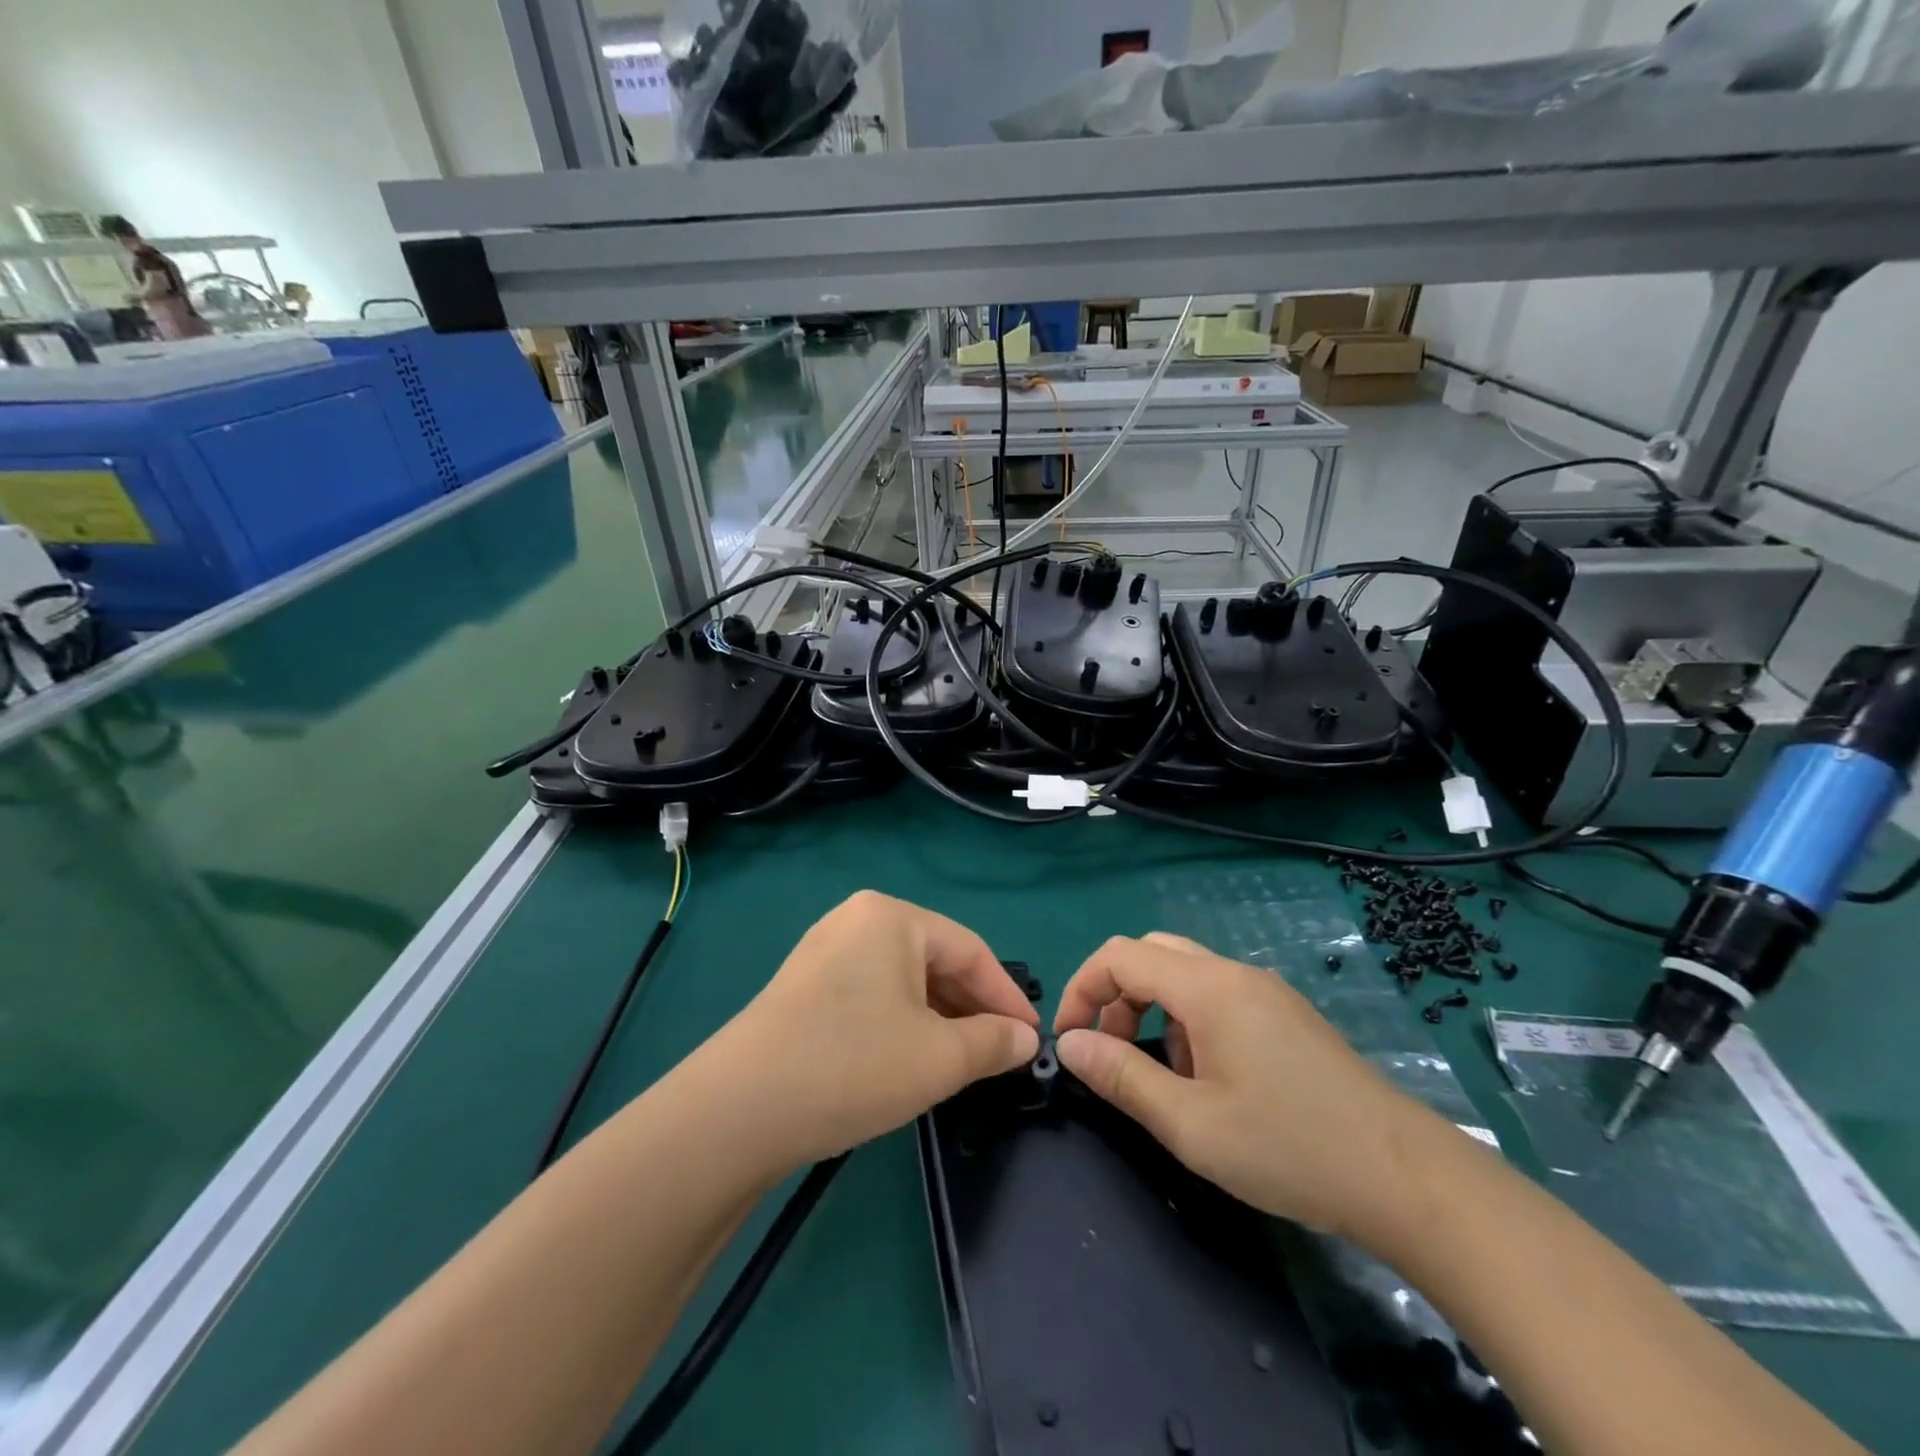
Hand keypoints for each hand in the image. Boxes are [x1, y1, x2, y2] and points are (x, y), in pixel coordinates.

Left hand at [705, 892, 1039, 1166]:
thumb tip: (1025, 1039)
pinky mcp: (803, 986)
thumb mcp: (938, 1058)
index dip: (1006, 997)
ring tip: (960, 1062)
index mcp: (892, 917)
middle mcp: (857, 920)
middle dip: (971, 1008)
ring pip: (902, 980)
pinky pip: (871, 994)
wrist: (737, 1110)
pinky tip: (909, 1058)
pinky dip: (901, 1022)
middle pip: (935, 960)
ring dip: (938, 1018)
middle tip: (999, 1054)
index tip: (1032, 1040)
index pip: (970, 950)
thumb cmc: (852, 1065)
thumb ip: (992, 1043)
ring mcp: (824, 951)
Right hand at [1053, 933, 1440, 1241]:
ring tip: (1163, 1075)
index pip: (1120, 955)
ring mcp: (1266, 991)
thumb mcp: (1190, 1123)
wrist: (1406, 1178)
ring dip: (1153, 1009)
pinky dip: (1188, 1020)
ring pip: (1185, 973)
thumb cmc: (1288, 1148)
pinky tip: (1209, 1079)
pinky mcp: (1287, 1015)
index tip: (1070, 1040)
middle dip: (1116, 995)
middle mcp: (1235, 973)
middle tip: (1111, 1051)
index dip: (1082, 989)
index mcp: (1208, 987)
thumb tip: (1070, 1045)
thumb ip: (1121, 1077)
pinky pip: (1218, 995)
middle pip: (1152, 953)